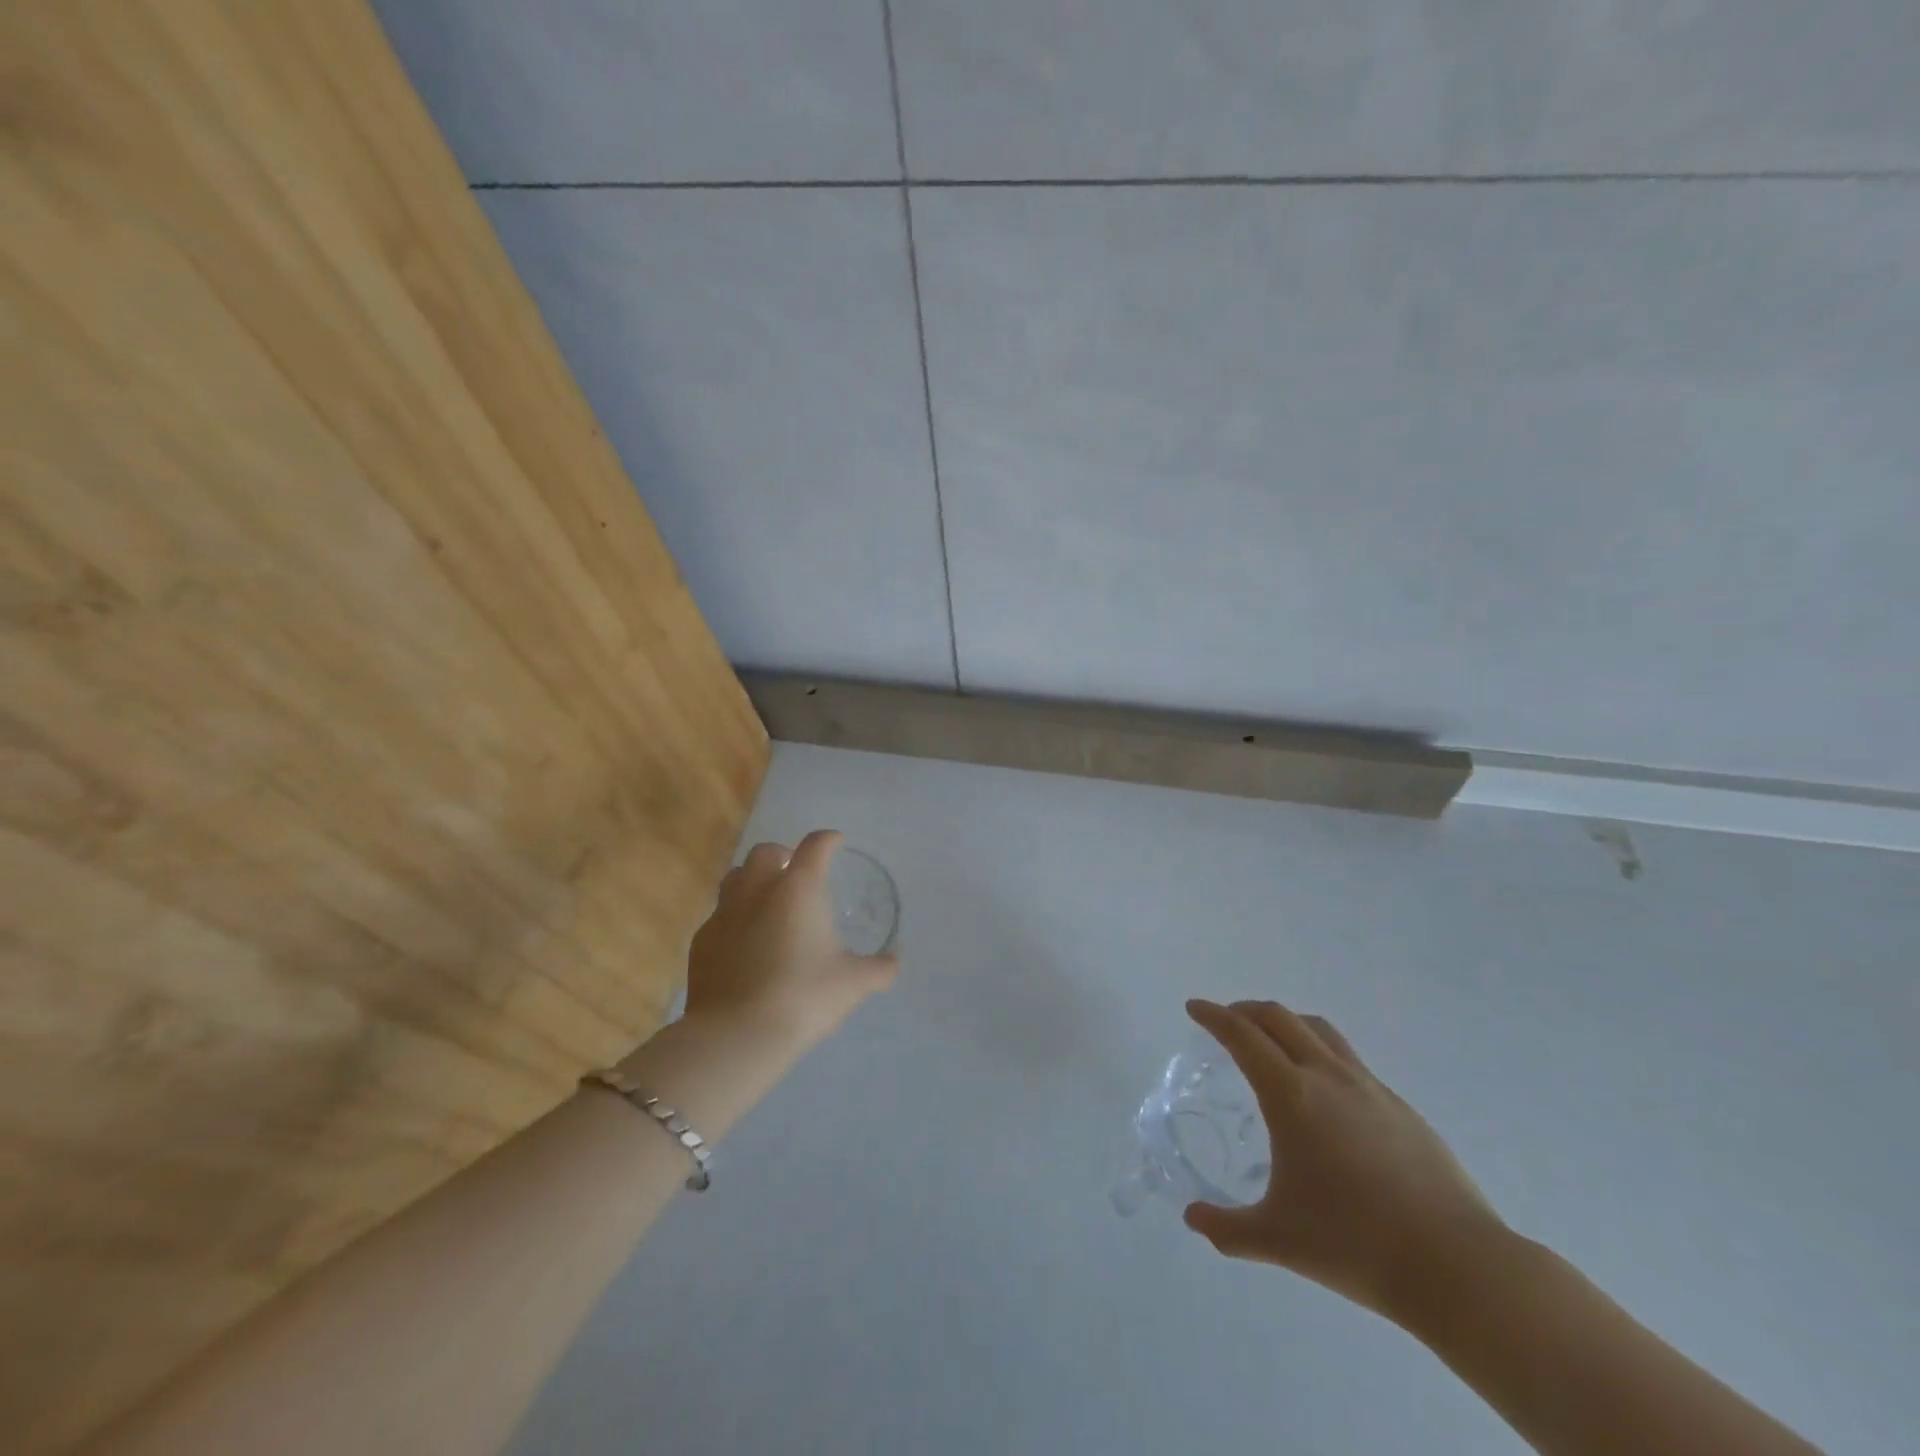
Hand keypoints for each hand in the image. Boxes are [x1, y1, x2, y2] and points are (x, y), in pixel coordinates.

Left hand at [683, 830, 898, 1053]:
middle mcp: (758, 889)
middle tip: (796, 873)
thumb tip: (893, 963)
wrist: (736, 1035)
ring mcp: (724, 913)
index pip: (815, 846)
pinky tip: (744, 943)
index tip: (835, 843)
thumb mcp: (853, 984)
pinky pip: (719, 916)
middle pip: (766, 852)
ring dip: (753, 880)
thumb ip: (879, 969)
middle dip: (783, 855)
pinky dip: (734, 918)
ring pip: (736, 877)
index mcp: (799, 888)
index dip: (828, 840)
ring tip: (768, 901)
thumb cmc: (803, 997)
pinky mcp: (702, 941)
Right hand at [1182, 998, 1505, 1325]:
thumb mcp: (1277, 1240)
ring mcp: (1369, 1087)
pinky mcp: (1401, 1106)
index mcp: (1291, 1095)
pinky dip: (1320, 1053)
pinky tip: (1324, 1093)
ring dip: (1286, 1023)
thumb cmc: (1355, 1244)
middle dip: (1246, 1011)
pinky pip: (1348, 1060)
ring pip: (1319, 1030)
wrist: (1457, 1266)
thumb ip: (1227, 1228)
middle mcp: (1327, 1076)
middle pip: (1279, 1018)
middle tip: (1226, 1022)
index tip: (1194, 1008)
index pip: (1242, 1035)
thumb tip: (1193, 1218)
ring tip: (1272, 1042)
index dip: (1213, 1016)